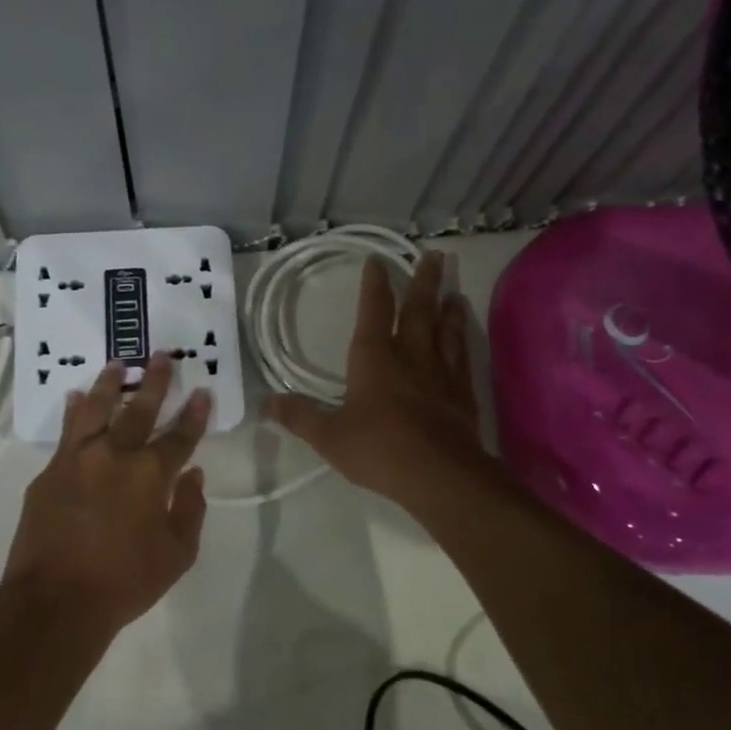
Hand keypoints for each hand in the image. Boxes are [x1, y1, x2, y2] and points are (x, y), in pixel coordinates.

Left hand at [1, 352, 210, 638]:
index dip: (195, 413)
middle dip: (154, 381)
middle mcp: (115, 455)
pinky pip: (65, 431)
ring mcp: (77, 459)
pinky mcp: (49, 471)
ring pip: (96, 408)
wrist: (55, 600)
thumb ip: (190, 510)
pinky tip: (75, 398)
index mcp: (150, 475)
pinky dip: (74, 411)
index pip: (180, 436)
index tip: (202, 391)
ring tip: (116, 364)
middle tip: (162, 355)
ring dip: (109, 384)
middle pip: (139, 409)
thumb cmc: (124, 582)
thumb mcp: (176, 555)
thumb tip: (194, 475)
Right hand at [266, 251, 488, 506]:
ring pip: (445, 329)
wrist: (439, 474)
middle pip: (419, 309)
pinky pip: (463, 356)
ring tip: (453, 288)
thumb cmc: (378, 449)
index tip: (377, 259)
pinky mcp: (462, 393)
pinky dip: (463, 339)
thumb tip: (266, 403)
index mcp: (374, 358)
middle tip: (435, 255)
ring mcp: (441, 372)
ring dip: (448, 306)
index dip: (374, 284)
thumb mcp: (327, 436)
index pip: (373, 311)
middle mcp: (410, 355)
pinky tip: (465, 334)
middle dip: (423, 281)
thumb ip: (298, 417)